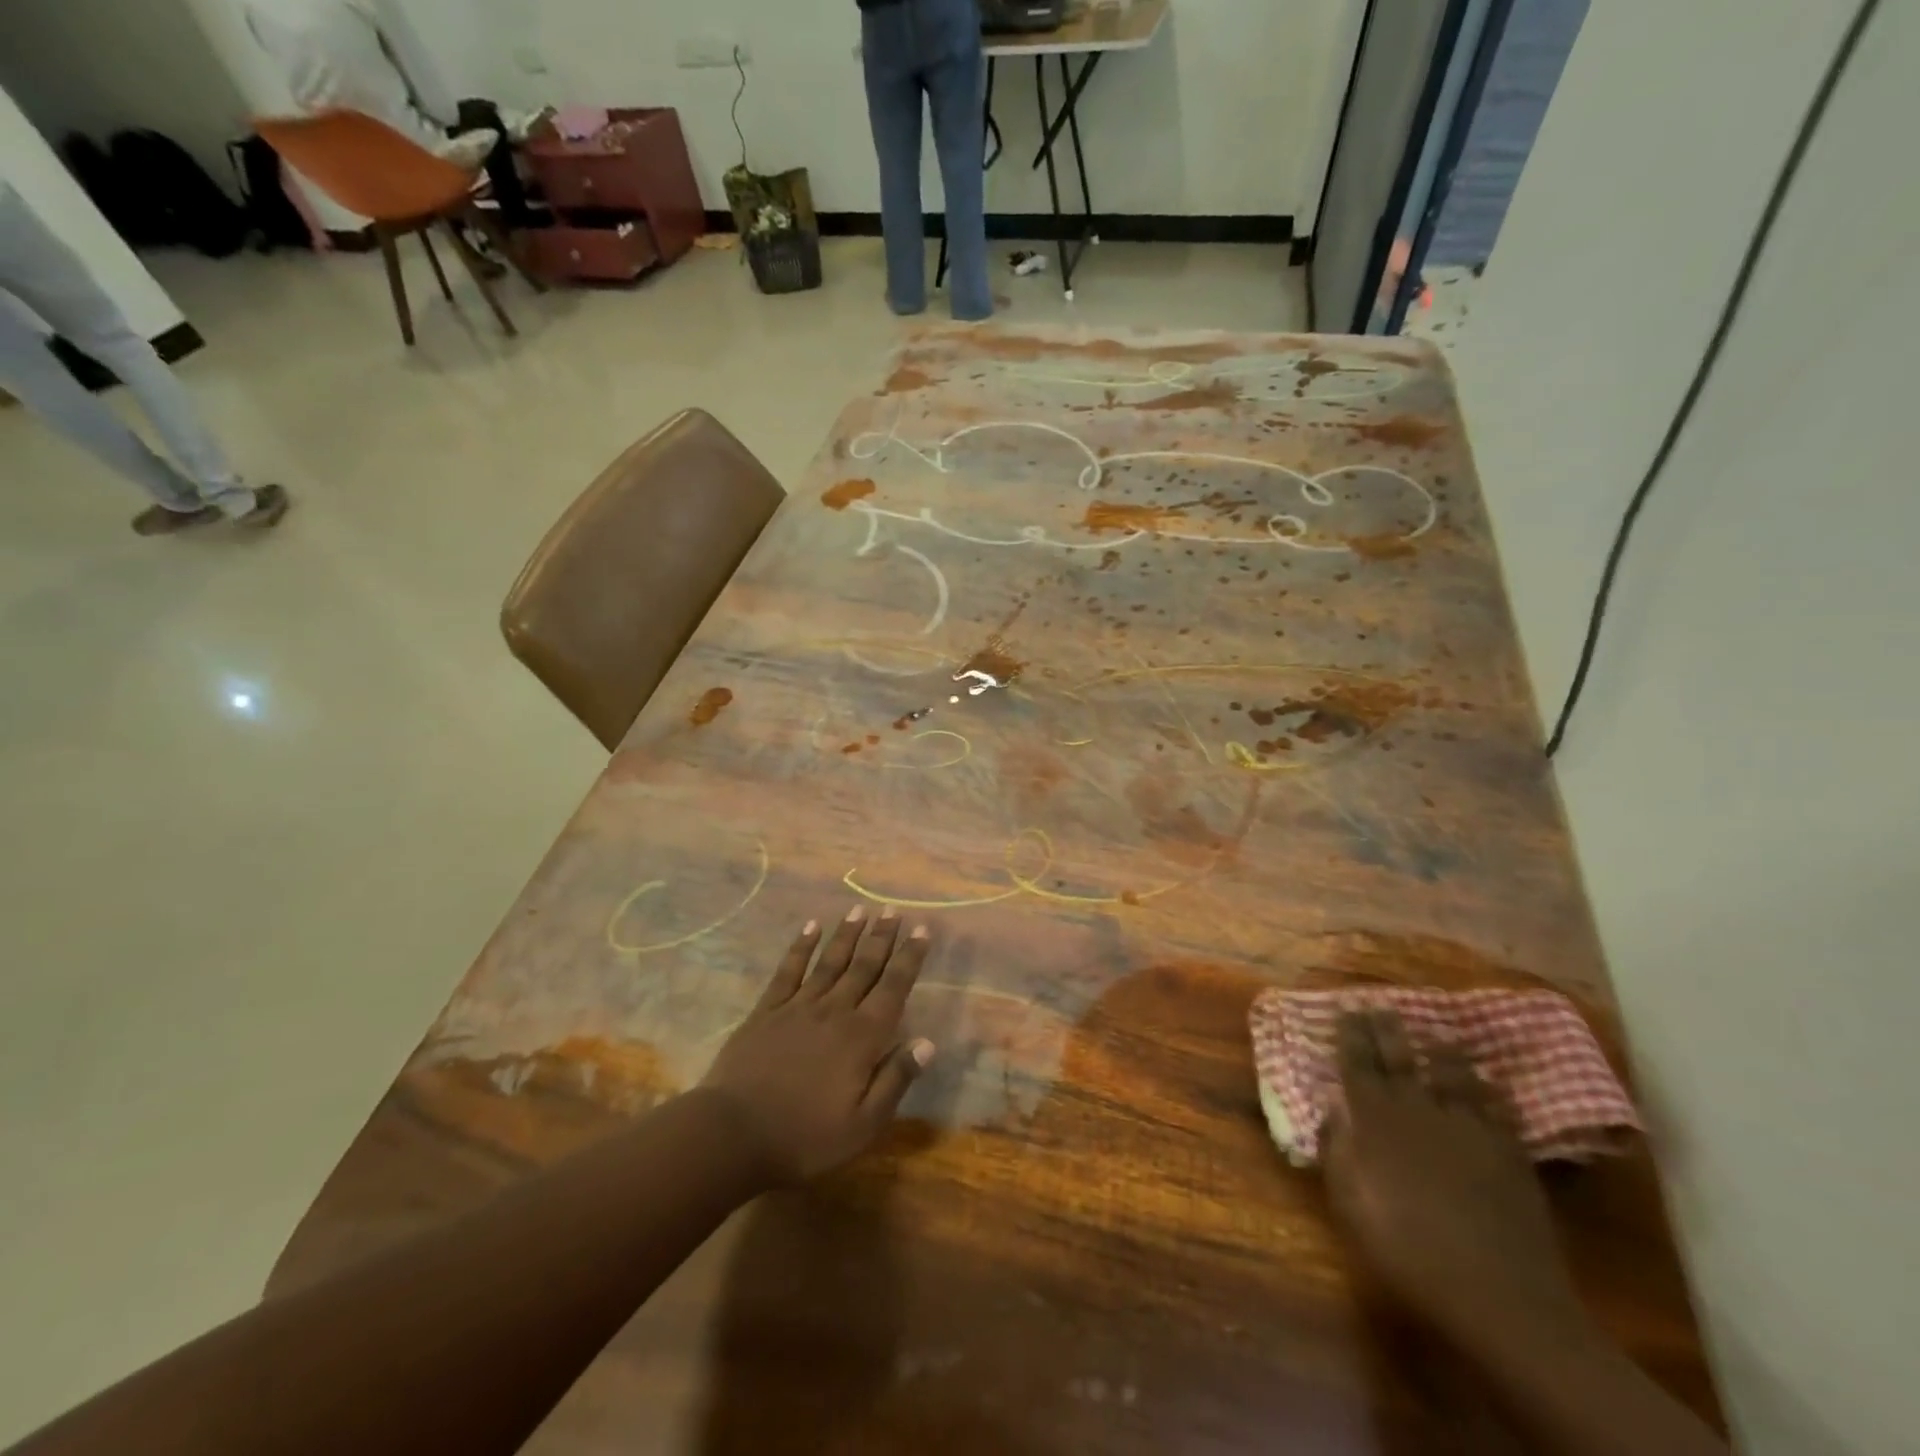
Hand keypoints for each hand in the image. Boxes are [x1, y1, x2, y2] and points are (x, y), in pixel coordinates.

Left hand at [701, 907, 934, 1184]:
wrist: (732, 1134)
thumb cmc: (804, 1138)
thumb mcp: (863, 1125)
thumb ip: (895, 1080)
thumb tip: (928, 1042)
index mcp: (862, 1038)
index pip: (893, 988)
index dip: (909, 958)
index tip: (922, 930)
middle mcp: (834, 1011)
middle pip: (863, 967)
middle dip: (881, 937)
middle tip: (893, 910)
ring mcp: (798, 1007)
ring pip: (829, 961)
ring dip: (847, 934)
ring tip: (860, 909)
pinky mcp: (766, 1011)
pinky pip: (788, 970)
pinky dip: (801, 946)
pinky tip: (810, 927)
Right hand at [1323, 1010, 1585, 1349]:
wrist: (1497, 1292)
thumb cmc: (1405, 1247)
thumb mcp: (1348, 1201)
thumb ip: (1336, 1148)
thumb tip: (1331, 1108)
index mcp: (1375, 1119)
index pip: (1357, 1063)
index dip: (1349, 1035)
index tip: (1345, 1009)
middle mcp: (1418, 1109)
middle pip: (1400, 1058)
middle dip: (1386, 1029)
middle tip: (1379, 1005)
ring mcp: (1467, 1127)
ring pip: (1452, 1073)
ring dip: (1440, 1050)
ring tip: (1437, 1034)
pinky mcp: (1508, 1150)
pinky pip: (1497, 1107)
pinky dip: (1489, 1088)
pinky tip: (1489, 1081)